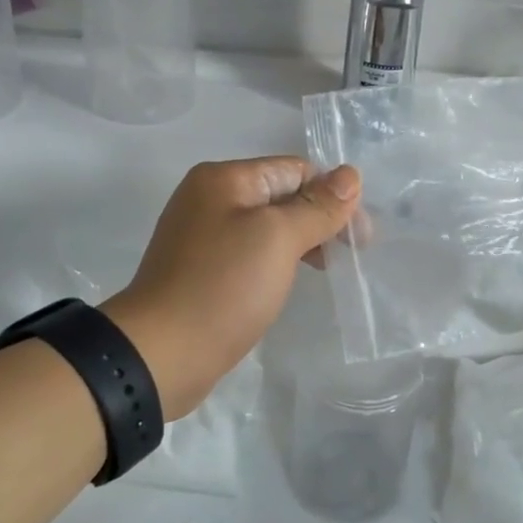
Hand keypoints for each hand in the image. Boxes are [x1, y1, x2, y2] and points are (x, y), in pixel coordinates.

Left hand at [102, 157, 360, 418]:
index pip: (295, 170)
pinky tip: (290, 283)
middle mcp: (210, 199)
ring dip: (302, 243)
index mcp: (224, 179)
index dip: (332, 196)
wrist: (161, 353)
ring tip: (327, 270)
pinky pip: (251, 255)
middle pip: (282, 197)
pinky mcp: (203, 272)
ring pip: (267, 229)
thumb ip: (317, 206)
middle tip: (352, 255)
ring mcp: (203, 237)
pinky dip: (277, 263)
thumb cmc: (223, 286)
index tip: (361, 236)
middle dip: (320, 219)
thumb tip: (351, 174)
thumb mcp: (278, 239)